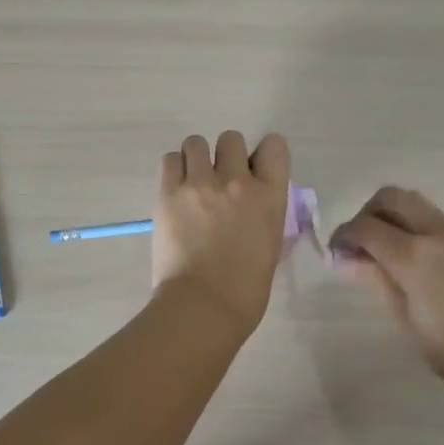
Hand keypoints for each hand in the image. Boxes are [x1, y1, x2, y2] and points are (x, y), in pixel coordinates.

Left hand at [152, 132, 290, 335]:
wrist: (203, 306)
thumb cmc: (245, 288)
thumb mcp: (270, 244)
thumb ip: (263, 212)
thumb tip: (251, 203)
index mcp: (269, 196)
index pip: (274, 146)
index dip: (262, 154)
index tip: (253, 169)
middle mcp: (236, 181)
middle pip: (231, 138)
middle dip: (225, 156)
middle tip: (217, 180)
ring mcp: (200, 183)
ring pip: (196, 142)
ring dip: (195, 159)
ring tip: (191, 183)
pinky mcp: (169, 192)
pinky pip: (170, 159)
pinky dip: (174, 170)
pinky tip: (175, 190)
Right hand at [328, 187, 443, 392]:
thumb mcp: (406, 321)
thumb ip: (376, 281)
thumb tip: (347, 259)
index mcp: (414, 256)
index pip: (365, 227)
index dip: (343, 235)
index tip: (335, 253)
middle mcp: (435, 232)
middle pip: (389, 197)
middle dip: (366, 214)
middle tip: (358, 245)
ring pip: (411, 201)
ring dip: (388, 214)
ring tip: (381, 249)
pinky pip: (429, 216)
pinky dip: (409, 223)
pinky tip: (407, 256)